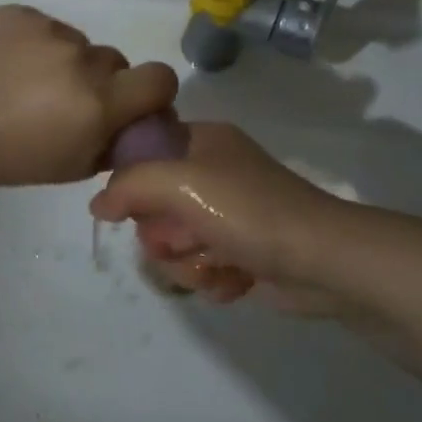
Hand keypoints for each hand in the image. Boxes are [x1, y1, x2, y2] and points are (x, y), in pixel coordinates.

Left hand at [0, 5, 177, 185]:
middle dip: (101, 81)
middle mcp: (80, 58)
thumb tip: (139, 122)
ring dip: (66, 62)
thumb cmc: (9, 158)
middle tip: (65, 102)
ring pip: (77, 43)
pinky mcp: (18, 12)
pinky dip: (35, 44)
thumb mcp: (72, 167)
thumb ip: (115, 143)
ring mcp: (47, 29)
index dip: (152, 92)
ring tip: (27, 83)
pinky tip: (8, 65)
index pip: (161, 78)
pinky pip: (44, 27)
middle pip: (115, 62)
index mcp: (98, 101)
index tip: (132, 104)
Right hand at [89, 122, 348, 310]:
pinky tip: (234, 280)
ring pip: (175, 244)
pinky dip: (213, 279)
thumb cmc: (249, 211)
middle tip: (186, 239)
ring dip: (189, 263)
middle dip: (165, 235)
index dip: (134, 184)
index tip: (137, 208)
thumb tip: (98, 205)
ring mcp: (229, 215)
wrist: (322, 261)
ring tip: (217, 264)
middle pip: (154, 208)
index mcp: (202, 142)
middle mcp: (213, 174)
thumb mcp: (181, 183)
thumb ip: (129, 186)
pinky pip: (202, 267)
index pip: (143, 154)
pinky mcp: (242, 252)